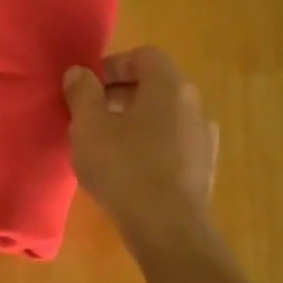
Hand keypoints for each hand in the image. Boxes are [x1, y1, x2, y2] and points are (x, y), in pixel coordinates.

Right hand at [63, 47, 218, 233]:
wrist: (168, 227)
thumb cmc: (124, 167)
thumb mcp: (88, 126)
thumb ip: (82, 92)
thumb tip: (79, 72)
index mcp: (169, 86)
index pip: (143, 56)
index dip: (112, 66)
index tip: (87, 88)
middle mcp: (194, 104)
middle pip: (155, 84)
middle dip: (119, 94)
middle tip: (90, 116)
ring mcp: (203, 136)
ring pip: (164, 114)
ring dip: (134, 120)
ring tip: (106, 144)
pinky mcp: (203, 165)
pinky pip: (172, 141)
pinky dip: (150, 144)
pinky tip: (128, 169)